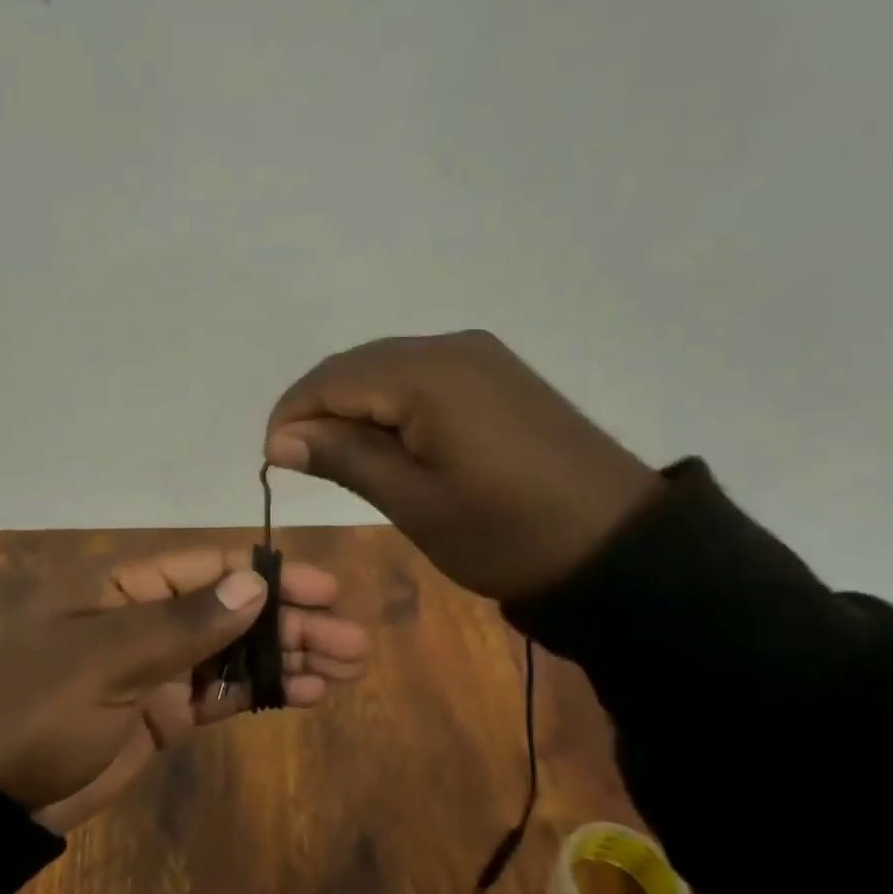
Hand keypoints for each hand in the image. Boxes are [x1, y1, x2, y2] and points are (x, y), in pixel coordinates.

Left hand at [0, 547, 367, 832]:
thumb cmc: (37, 709)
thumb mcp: (106, 660)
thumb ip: (183, 625)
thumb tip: (255, 583)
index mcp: (126, 586)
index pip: (211, 568)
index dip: (270, 575)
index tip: (324, 589)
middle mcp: (148, 618)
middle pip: (234, 610)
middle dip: (292, 621)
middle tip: (352, 641)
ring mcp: (158, 667)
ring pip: (236, 652)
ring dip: (288, 656)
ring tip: (347, 666)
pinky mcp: (164, 713)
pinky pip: (223, 694)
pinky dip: (263, 691)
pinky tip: (308, 693)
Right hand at [265, 331, 660, 602]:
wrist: (620, 546)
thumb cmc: (506, 533)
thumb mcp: (415, 502)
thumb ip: (344, 458)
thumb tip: (280, 439)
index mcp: (426, 375)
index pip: (331, 380)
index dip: (292, 415)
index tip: (272, 461)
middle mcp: (449, 347)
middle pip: (356, 366)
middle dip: (319, 408)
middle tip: (300, 462)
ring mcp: (479, 356)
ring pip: (387, 367)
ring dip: (354, 405)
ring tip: (340, 455)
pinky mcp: (497, 373)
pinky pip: (422, 375)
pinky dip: (391, 402)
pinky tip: (389, 438)